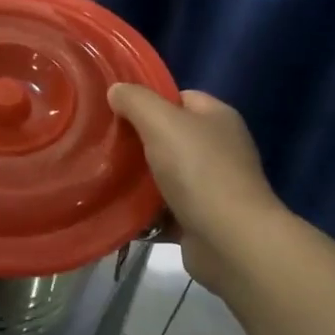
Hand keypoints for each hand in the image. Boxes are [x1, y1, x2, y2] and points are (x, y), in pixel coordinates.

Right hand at [108, 86, 287, 292]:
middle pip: (169, 136)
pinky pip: (164, 209)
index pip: (179, 98)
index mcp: (217, 118)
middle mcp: (219, 149)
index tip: (117, 109)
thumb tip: (116, 90)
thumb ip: (136, 101)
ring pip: (164, 174)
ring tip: (102, 175)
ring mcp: (212, 187)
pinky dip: (144, 212)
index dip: (149, 100)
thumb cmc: (199, 171)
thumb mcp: (161, 122)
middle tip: (104, 143)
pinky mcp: (201, 221)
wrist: (231, 243)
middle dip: (138, 141)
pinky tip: (116, 209)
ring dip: (137, 178)